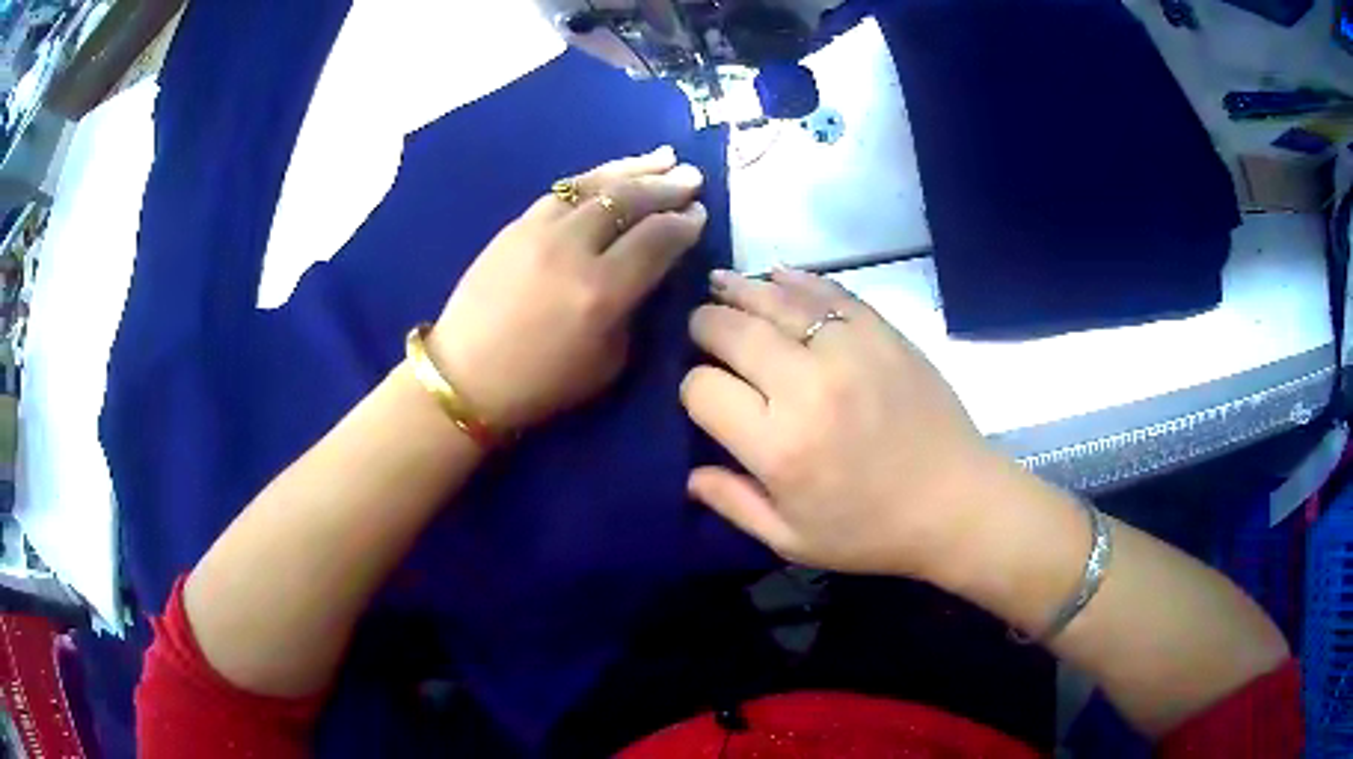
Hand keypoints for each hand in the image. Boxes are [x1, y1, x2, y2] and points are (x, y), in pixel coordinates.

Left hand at [428, 147, 706, 429]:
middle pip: (629, 200)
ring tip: (663, 158)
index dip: (684, 224)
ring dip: (634, 169)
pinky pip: (565, 189)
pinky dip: (596, 177)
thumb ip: (634, 309)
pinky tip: (614, 174)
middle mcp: (573, 248)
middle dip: (666, 187)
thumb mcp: (608, 363)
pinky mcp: (516, 224)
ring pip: (595, 184)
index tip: (700, 214)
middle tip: (692, 178)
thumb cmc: (541, 382)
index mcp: (601, 291)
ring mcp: (540, 229)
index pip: (657, 239)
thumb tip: (649, 270)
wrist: (466, 374)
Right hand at [681, 268, 1004, 579]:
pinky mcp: (882, 333)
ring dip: (739, 289)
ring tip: (718, 284)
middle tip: (701, 328)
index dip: (693, 388)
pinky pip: (829, 291)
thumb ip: (733, 504)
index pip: (703, 389)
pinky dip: (795, 280)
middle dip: (705, 325)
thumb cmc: (871, 531)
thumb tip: (689, 473)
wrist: (956, 502)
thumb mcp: (792, 540)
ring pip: (775, 300)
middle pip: (732, 331)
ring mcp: (849, 350)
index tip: (704, 395)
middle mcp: (807, 387)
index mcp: (779, 446)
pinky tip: (775, 276)